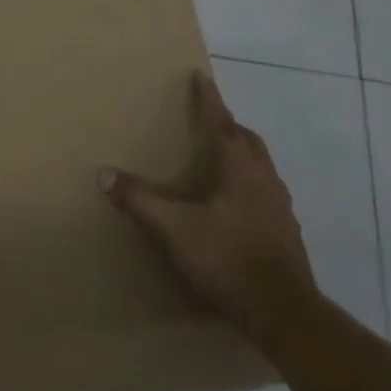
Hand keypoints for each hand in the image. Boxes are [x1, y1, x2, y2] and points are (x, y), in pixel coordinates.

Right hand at [100, 70, 317, 335]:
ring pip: (260, 165)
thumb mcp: (176, 229)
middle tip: (207, 120)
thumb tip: (104, 173)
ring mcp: (280, 204)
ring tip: (219, 159)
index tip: (201, 76)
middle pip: (246, 139)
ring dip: (240, 153)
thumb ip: (141, 200)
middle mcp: (264, 177)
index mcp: (239, 166)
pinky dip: (248, 183)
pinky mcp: (286, 230)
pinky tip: (234, 205)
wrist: (284, 313)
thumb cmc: (229, 259)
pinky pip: (265, 191)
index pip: (222, 121)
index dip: (209, 98)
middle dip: (227, 124)